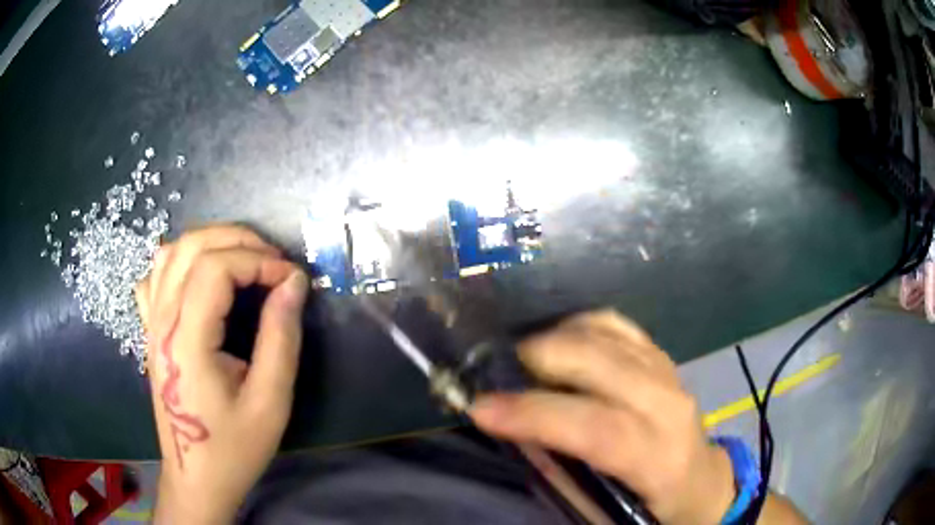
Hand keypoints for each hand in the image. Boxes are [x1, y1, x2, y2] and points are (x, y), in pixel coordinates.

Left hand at [136, 225, 308, 523]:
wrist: (196, 478)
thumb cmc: (234, 448)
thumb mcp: (270, 402)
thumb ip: (281, 338)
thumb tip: (294, 283)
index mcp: (187, 341)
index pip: (216, 268)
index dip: (258, 260)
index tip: (291, 278)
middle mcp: (161, 322)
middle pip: (191, 247)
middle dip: (238, 240)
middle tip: (273, 260)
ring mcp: (151, 325)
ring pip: (170, 253)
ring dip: (210, 243)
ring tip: (243, 260)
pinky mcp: (150, 332)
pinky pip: (155, 277)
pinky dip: (179, 261)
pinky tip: (199, 277)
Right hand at [470, 310, 734, 524]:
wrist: (701, 481)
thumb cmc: (653, 507)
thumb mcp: (605, 512)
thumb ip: (563, 476)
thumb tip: (517, 435)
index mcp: (659, 459)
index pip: (597, 428)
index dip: (536, 415)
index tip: (481, 408)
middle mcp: (670, 407)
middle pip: (602, 364)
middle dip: (539, 360)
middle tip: (496, 373)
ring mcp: (669, 373)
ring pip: (607, 334)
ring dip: (556, 339)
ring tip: (521, 360)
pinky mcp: (662, 357)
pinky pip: (617, 324)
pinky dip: (580, 324)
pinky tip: (560, 341)